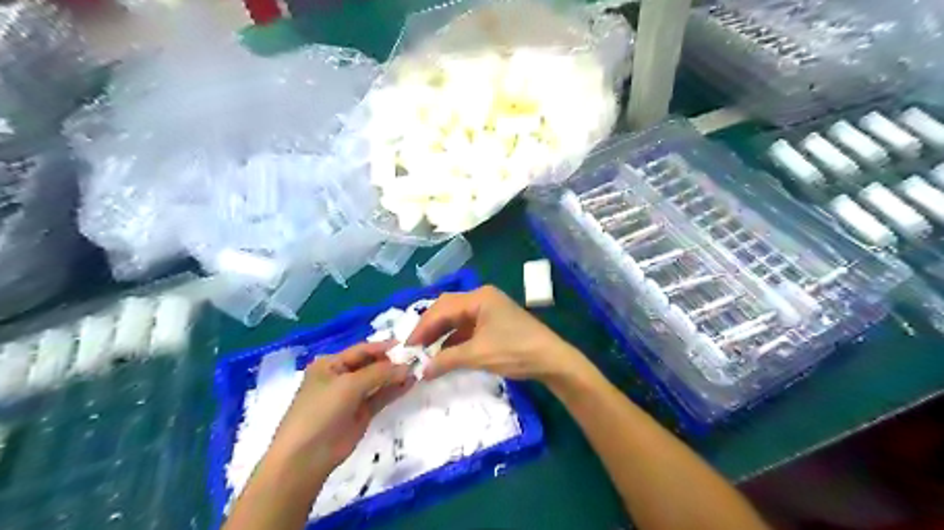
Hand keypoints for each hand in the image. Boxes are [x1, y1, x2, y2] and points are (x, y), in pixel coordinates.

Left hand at [265, 341, 413, 478]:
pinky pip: (381, 397)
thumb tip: (407, 366)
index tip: (408, 345)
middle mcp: (341, 377)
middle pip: (371, 364)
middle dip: (392, 361)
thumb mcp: (349, 385)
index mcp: (330, 364)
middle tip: (417, 358)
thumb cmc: (321, 411)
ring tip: (418, 370)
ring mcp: (352, 396)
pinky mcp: (362, 413)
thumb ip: (379, 372)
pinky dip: (395, 390)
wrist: (306, 457)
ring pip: (378, 381)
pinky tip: (410, 383)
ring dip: (396, 375)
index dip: (384, 347)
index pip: (362, 350)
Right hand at [411, 289, 587, 382]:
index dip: (423, 327)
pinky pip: (468, 327)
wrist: (551, 359)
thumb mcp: (478, 355)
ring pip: (457, 318)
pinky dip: (455, 339)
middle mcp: (482, 298)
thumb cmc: (515, 351)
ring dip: (442, 334)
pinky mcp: (494, 322)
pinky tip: (445, 353)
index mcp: (478, 297)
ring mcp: (489, 309)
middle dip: (430, 328)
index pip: (442, 308)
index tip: (408, 346)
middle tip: (414, 347)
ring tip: (426, 351)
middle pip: (448, 309)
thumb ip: (447, 360)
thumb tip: (422, 370)